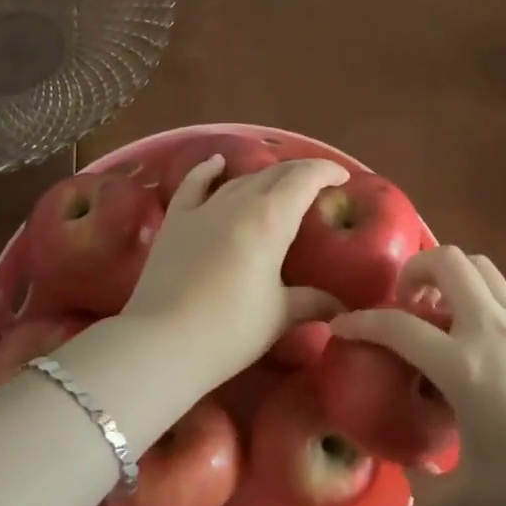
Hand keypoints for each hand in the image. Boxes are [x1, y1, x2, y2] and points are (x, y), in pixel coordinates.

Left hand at [120, 156, 347, 378]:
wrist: (162, 342)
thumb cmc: (230, 330)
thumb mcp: (280, 316)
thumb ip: (313, 302)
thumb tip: (340, 304)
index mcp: (271, 218)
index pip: (305, 178)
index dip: (327, 171)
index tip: (343, 177)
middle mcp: (239, 201)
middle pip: (275, 174)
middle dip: (301, 173)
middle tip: (318, 186)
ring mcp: (203, 208)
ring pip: (240, 179)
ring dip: (264, 176)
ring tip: (280, 185)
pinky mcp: (175, 220)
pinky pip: (194, 184)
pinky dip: (208, 170)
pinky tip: (217, 163)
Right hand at [332, 245, 505, 505]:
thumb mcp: (478, 496)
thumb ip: (431, 495)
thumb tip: (410, 488)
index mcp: (463, 365)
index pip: (398, 325)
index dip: (361, 321)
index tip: (341, 326)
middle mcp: (489, 328)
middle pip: (446, 262)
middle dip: (414, 270)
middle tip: (404, 302)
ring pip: (479, 267)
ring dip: (449, 276)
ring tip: (438, 313)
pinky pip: (502, 295)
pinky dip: (478, 301)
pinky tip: (480, 346)